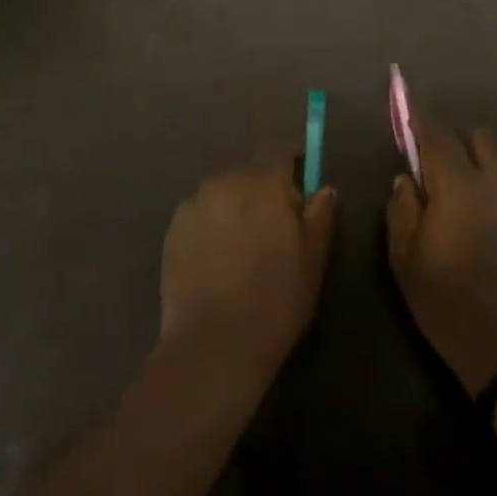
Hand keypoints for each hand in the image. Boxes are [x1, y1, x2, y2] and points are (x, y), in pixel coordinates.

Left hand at [158, 154, 336, 394]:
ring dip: (236, 206)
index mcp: (263, 184)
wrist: (212, 345)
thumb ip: (320, 215)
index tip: (302, 179)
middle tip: (275, 226)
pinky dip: (212, 224)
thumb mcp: (313, 261)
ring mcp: (194, 203)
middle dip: (264, 189)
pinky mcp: (173, 227)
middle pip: (250, 171)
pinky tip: (217, 259)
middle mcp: (225, 182)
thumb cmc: (275, 302)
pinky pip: (201, 213)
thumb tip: (323, 188)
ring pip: (223, 192)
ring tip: (243, 246)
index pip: (279, 150)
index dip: (292, 161)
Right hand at [386, 117, 496, 394]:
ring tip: (467, 210)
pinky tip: (493, 234)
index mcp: (461, 188)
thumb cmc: (452, 309)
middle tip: (437, 172)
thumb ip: (402, 210)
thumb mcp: (406, 263)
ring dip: (479, 171)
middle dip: (455, 143)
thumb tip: (407, 179)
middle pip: (479, 138)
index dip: (419, 119)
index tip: (407, 111)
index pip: (437, 136)